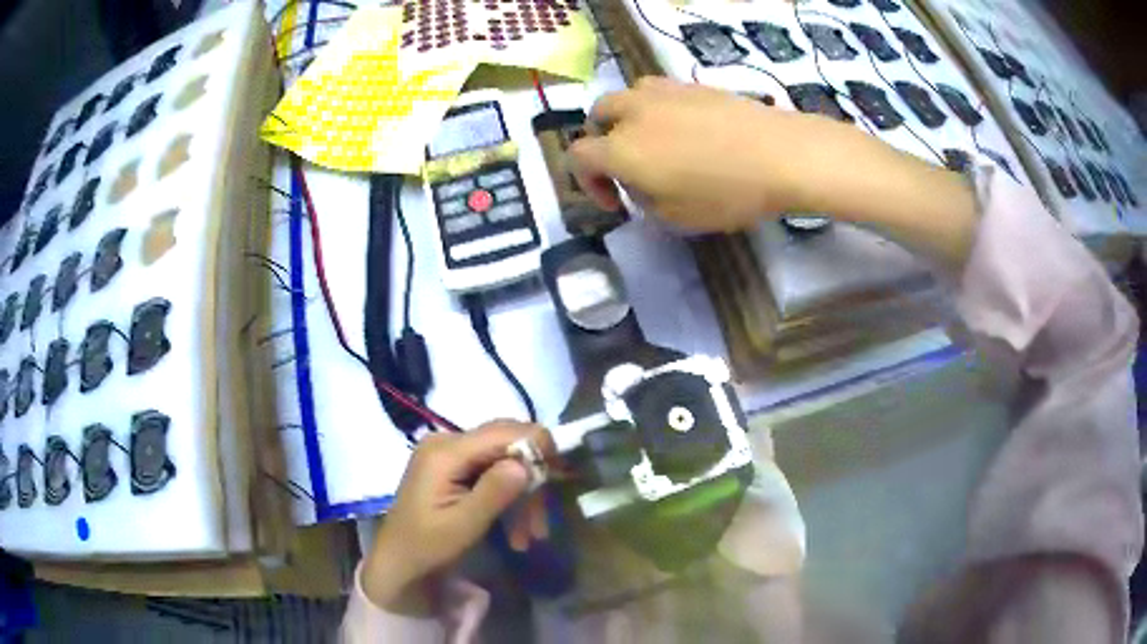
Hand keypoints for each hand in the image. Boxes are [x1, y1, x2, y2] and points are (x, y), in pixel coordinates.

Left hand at [361, 421, 543, 613]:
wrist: (398, 560)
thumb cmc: (426, 545)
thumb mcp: (463, 524)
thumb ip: (495, 492)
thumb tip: (528, 463)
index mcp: (446, 451)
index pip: (503, 431)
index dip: (537, 447)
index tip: (560, 477)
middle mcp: (448, 442)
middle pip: (507, 446)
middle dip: (531, 481)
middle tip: (541, 523)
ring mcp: (450, 454)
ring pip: (505, 462)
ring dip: (522, 498)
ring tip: (530, 537)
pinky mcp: (454, 467)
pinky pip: (492, 473)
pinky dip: (508, 499)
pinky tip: (516, 532)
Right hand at [568, 77, 864, 231]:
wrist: (779, 155)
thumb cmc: (727, 193)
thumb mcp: (677, 217)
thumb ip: (645, 200)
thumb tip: (640, 183)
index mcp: (621, 149)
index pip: (577, 157)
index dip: (587, 183)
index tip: (615, 203)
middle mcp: (633, 113)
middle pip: (597, 115)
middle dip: (602, 141)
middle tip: (626, 165)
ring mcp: (663, 92)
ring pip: (627, 97)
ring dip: (627, 118)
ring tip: (653, 140)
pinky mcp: (692, 84)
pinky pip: (659, 92)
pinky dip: (658, 109)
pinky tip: (685, 128)